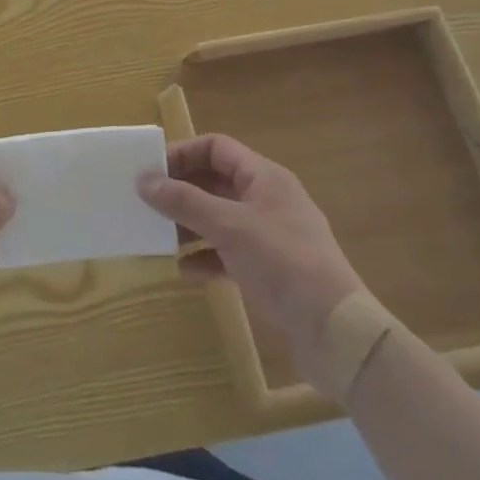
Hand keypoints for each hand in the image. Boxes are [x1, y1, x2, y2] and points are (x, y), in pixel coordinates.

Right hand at [139, 135, 367, 393]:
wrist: (336, 331)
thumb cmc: (282, 261)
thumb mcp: (228, 226)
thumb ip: (184, 201)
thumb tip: (143, 180)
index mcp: (264, 177)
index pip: (216, 148)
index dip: (183, 153)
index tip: (151, 170)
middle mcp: (267, 199)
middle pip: (215, 182)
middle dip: (181, 191)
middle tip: (147, 203)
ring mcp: (269, 235)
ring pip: (219, 218)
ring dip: (189, 225)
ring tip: (158, 237)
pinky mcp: (270, 269)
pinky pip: (228, 252)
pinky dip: (206, 256)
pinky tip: (184, 271)